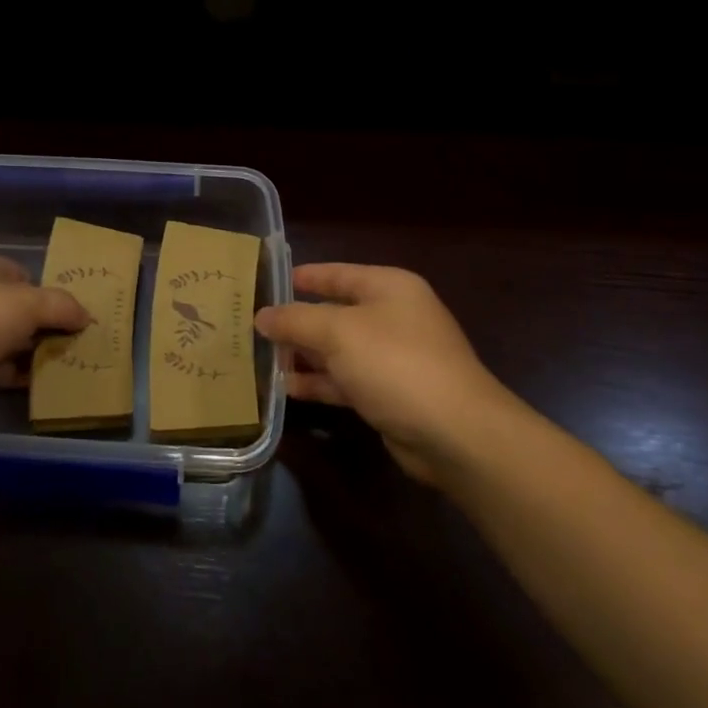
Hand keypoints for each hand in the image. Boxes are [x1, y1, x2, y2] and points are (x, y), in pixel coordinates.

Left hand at [0, 250, 90, 411]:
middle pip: (13, 307)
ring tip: (55, 365)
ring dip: (25, 351)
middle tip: (65, 343)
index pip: (22, 275)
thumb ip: (63, 307)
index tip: (65, 316)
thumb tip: (86, 316)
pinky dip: (10, 371)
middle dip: (38, 326)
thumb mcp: (32, 304)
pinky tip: (32, 382)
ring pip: (2, 337)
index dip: (45, 293)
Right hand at [255, 263, 519, 482]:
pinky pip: (345, 380)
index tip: (266, 282)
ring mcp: (392, 358)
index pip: (337, 273)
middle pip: (334, 312)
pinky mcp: (389, 394)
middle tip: (252, 326)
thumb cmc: (396, 363)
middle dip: (296, 321)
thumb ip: (295, 320)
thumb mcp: (338, 333)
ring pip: (337, 350)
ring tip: (261, 357)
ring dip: (303, 354)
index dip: (302, 277)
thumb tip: (261, 316)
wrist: (455, 433)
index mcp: (388, 288)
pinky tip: (286, 387)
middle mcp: (392, 317)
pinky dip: (318, 382)